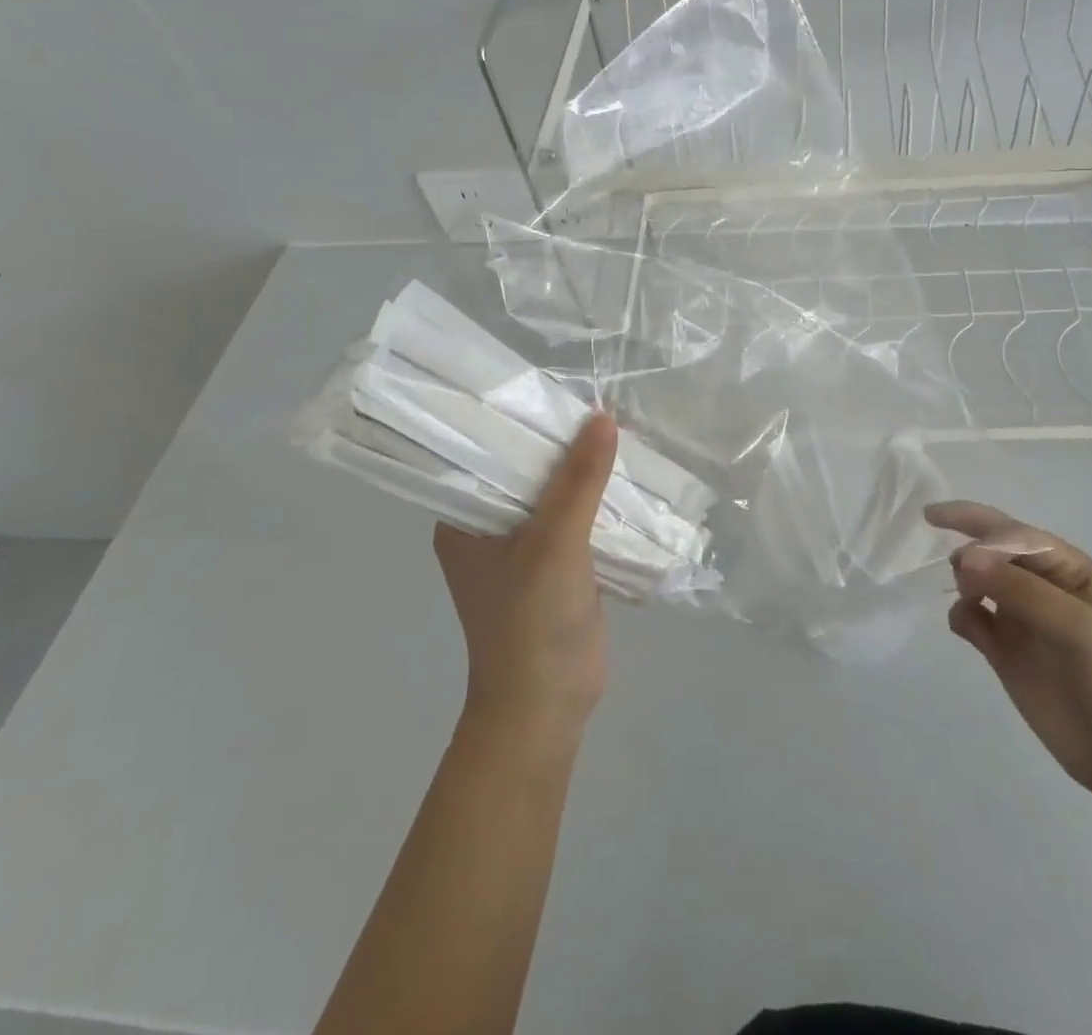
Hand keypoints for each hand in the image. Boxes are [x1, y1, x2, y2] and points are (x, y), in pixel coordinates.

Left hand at [434, 414, 617, 733]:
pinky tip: (626, 475)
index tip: (549, 387)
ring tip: (617, 427)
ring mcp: (525, 548)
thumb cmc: (532, 620)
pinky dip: (599, 500)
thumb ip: (580, 479)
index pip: (483, 454)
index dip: (515, 420)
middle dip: (560, 443)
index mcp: (464, 519)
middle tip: (596, 401)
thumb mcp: (556, 540)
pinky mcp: (558, 565)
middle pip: (526, 471)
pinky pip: (578, 519)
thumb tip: (605, 417)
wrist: (550, 704)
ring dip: (583, 471)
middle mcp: (489, 528)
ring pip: (557, 495)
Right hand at [930, 500, 1091, 803]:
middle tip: (958, 570)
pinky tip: (966, 628)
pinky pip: (968, 617)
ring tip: (972, 602)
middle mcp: (1039, 584)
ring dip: (964, 580)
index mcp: (1066, 568)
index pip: (1013, 532)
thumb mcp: (1077, 626)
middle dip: (968, 547)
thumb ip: (1020, 589)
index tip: (956, 548)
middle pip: (990, 547)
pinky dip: (959, 615)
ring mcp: (1018, 616)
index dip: (978, 527)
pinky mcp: (1001, 649)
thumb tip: (963, 559)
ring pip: (975, 578)